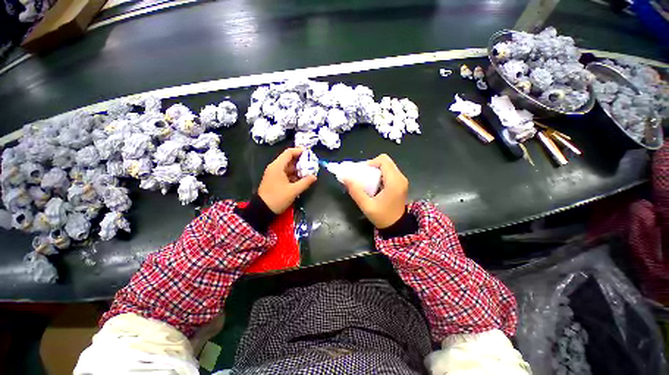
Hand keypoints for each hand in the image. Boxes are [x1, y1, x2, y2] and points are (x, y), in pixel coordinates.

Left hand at [258, 147, 316, 213]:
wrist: (262, 210)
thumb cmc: (277, 198)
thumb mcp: (293, 191)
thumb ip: (305, 182)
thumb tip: (314, 176)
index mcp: (277, 166)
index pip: (288, 153)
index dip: (299, 151)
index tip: (309, 153)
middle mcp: (275, 167)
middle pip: (289, 159)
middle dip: (300, 161)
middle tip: (311, 163)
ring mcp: (274, 174)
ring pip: (288, 167)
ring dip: (298, 168)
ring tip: (308, 171)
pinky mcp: (275, 179)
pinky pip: (286, 173)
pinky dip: (293, 174)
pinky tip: (301, 179)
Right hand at [344, 154, 407, 228]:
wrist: (397, 227)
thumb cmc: (382, 217)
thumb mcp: (366, 205)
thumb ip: (355, 191)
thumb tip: (344, 178)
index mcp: (394, 181)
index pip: (383, 160)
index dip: (371, 163)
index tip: (362, 173)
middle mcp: (400, 178)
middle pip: (385, 162)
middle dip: (372, 166)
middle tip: (363, 177)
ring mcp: (401, 180)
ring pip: (387, 166)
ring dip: (375, 171)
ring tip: (367, 181)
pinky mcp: (400, 184)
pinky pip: (389, 172)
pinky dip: (379, 175)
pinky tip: (373, 185)